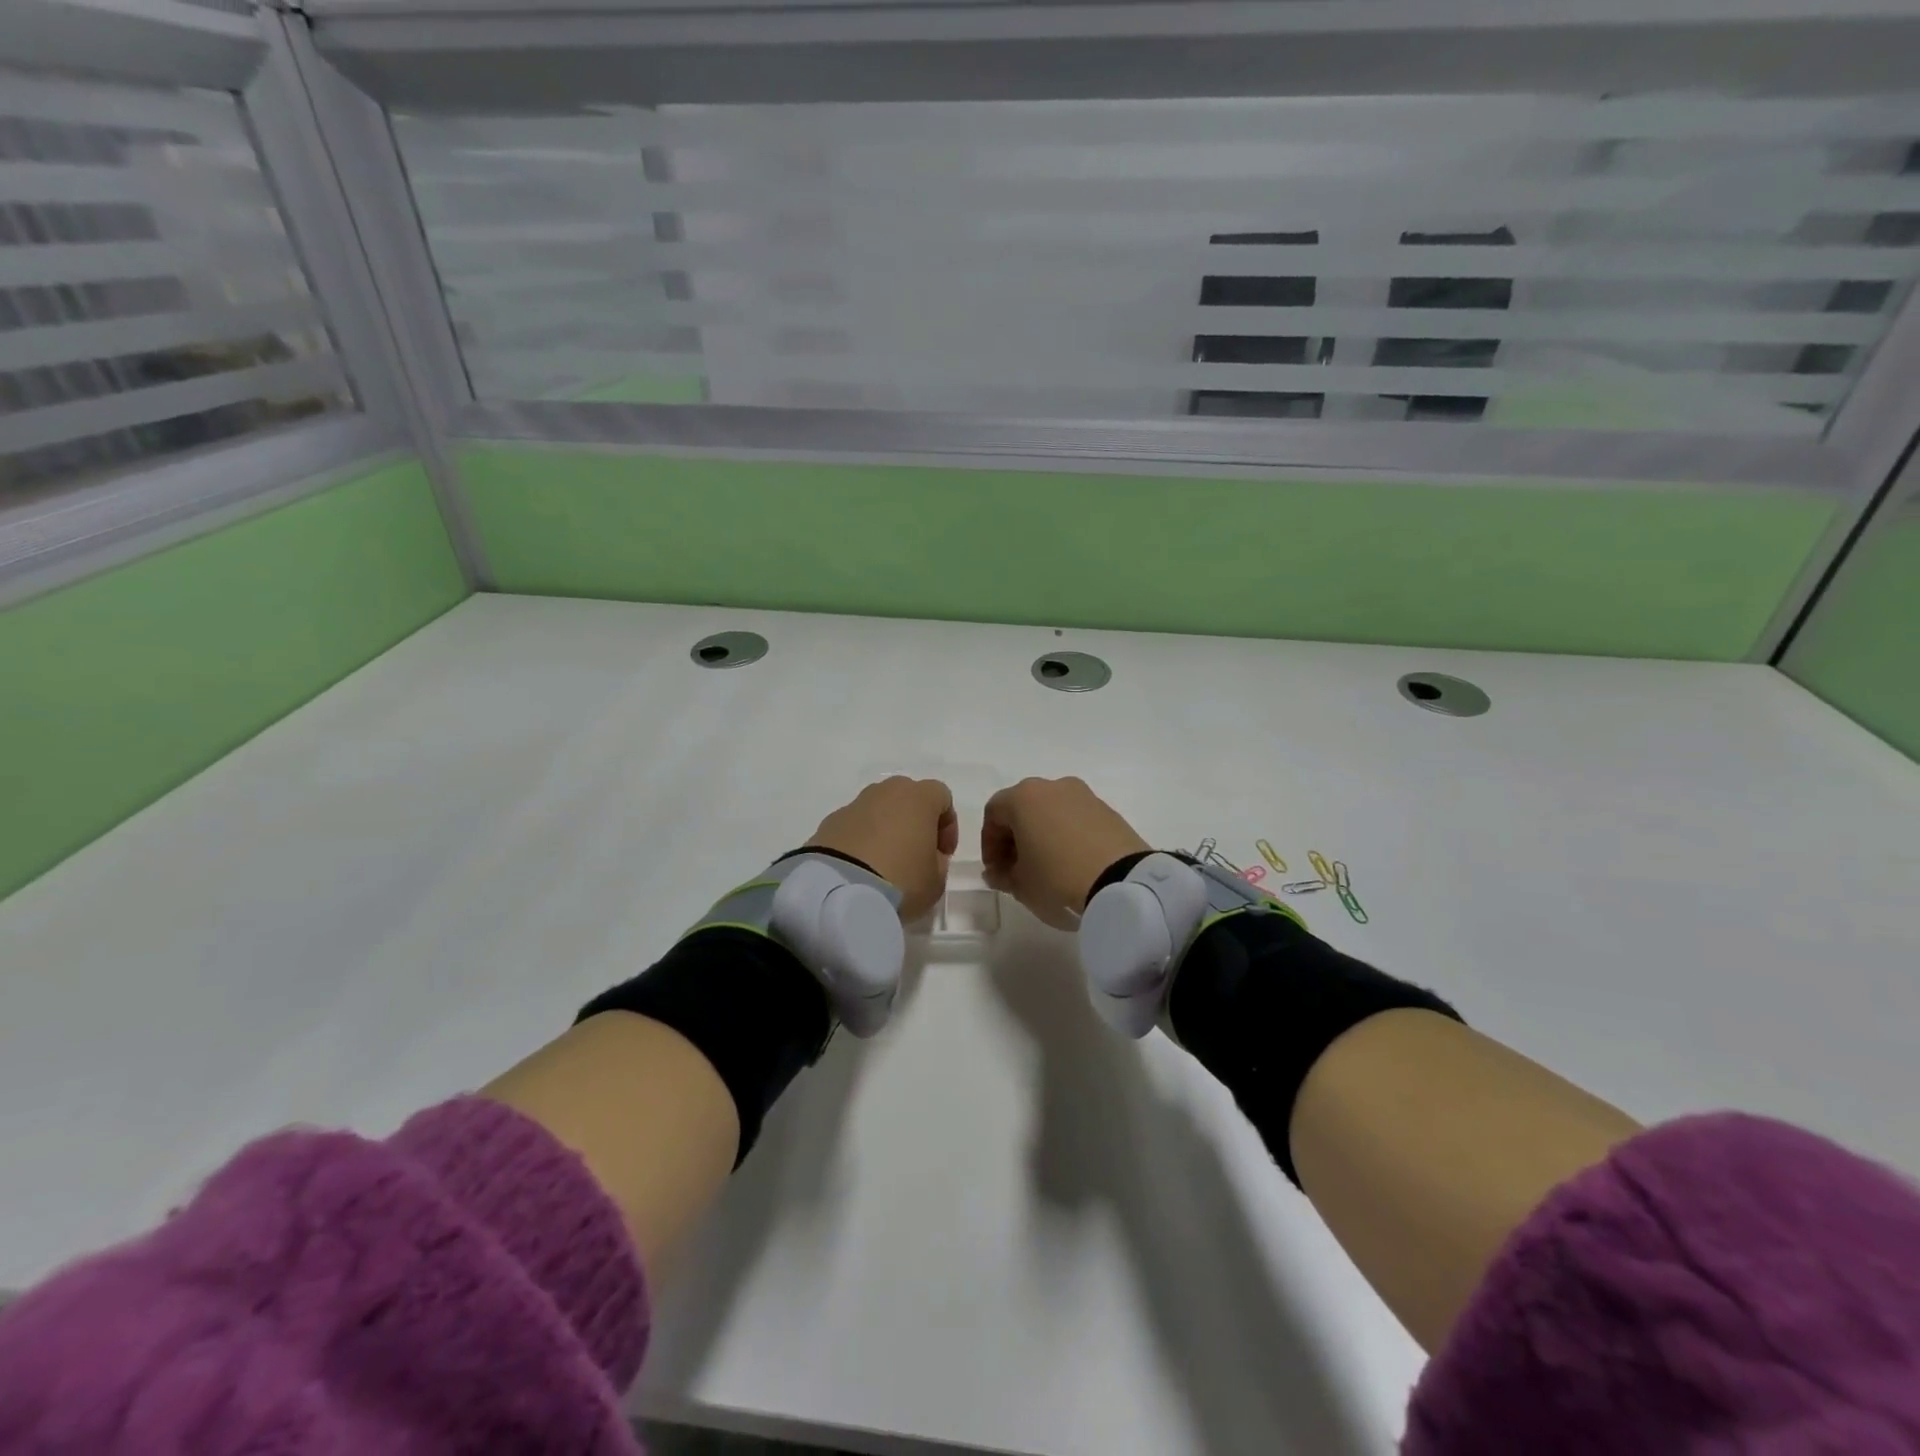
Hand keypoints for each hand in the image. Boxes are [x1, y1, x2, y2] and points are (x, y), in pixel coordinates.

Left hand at [806, 778, 957, 922]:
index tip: (943, 853)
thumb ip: (937, 862)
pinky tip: (860, 868)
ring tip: (884, 863)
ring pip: (878, 810)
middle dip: (914, 821)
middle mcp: (885, 792)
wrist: (839, 891)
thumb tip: (926, 855)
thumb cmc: (901, 880)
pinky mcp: (829, 823)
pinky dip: (860, 841)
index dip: (947, 824)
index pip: (941, 796)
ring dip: (885, 829)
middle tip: (915, 853)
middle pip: (907, 797)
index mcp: (918, 798)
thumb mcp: (935, 881)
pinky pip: (854, 827)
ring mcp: (854, 805)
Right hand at [981, 778, 1150, 929]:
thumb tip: (999, 872)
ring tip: (1047, 867)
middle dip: (1015, 837)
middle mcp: (1053, 787)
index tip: (996, 870)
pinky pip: (1076, 819)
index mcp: (1024, 797)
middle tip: (1017, 868)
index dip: (989, 843)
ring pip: (1051, 811)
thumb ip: (1003, 875)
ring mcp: (1084, 795)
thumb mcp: (1020, 885)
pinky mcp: (1108, 810)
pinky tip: (1072, 862)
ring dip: (1042, 834)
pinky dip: (1067, 835)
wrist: (1122, 883)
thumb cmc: (1058, 878)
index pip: (993, 813)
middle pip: (1023, 807)